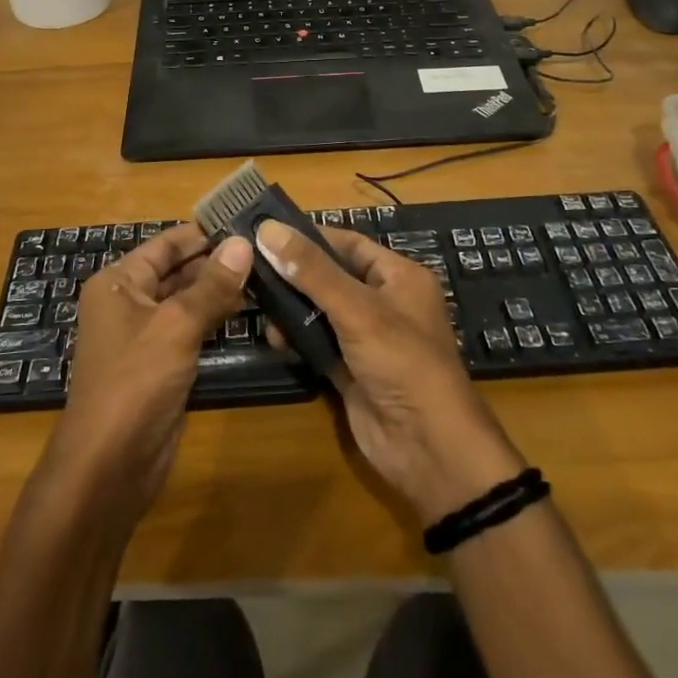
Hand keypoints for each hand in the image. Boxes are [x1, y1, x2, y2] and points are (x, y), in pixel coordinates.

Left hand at [41, 224, 249, 521]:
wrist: (109, 466)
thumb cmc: (135, 382)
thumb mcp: (176, 326)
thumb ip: (212, 285)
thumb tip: (243, 243)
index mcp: (119, 282)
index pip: (166, 244)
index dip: (203, 232)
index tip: (246, 220)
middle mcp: (128, 302)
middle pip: (177, 270)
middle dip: (217, 260)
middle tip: (266, 248)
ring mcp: (145, 335)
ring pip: (187, 301)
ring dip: (220, 289)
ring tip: (266, 273)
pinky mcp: (161, 364)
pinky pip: (191, 329)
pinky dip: (216, 318)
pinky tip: (250, 310)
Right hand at [255, 220, 525, 523]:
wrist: (428, 448)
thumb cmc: (402, 362)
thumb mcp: (358, 309)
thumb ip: (312, 271)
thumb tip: (268, 229)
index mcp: (399, 277)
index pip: (349, 244)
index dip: (310, 236)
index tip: (266, 231)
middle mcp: (384, 303)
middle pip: (331, 277)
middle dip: (294, 273)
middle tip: (249, 265)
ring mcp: (366, 339)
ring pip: (321, 311)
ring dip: (291, 308)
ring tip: (255, 301)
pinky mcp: (350, 370)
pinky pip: (318, 344)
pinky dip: (296, 340)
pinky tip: (273, 338)